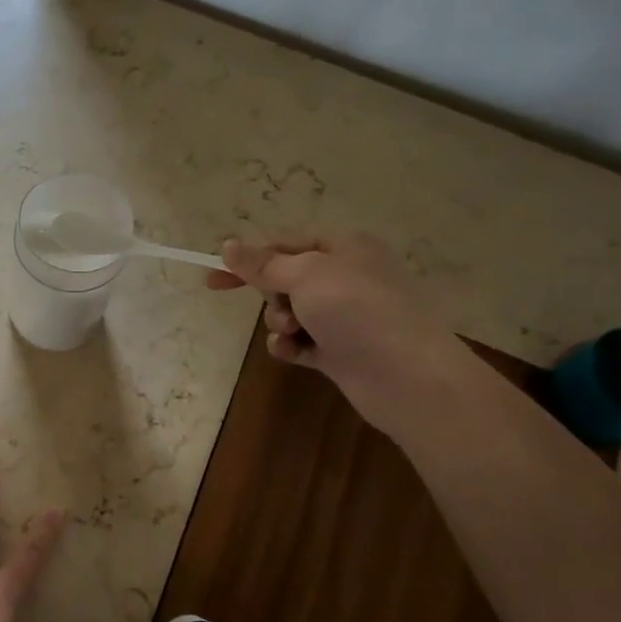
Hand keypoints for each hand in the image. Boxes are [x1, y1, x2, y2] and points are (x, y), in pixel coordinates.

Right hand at [206, 233, 475, 434]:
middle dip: (271, 296)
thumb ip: (263, 263)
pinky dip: (290, 346)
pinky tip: (291, 353)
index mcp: (344, 248)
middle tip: (279, 309)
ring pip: (290, 312)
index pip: (285, 245)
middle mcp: (346, 278)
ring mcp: (344, 316)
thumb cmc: (357, 310)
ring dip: (279, 323)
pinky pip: (301, 342)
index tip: (213, 279)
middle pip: (286, 279)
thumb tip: (228, 245)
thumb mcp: (305, 275)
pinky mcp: (340, 350)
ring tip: (291, 334)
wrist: (407, 376)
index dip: (248, 260)